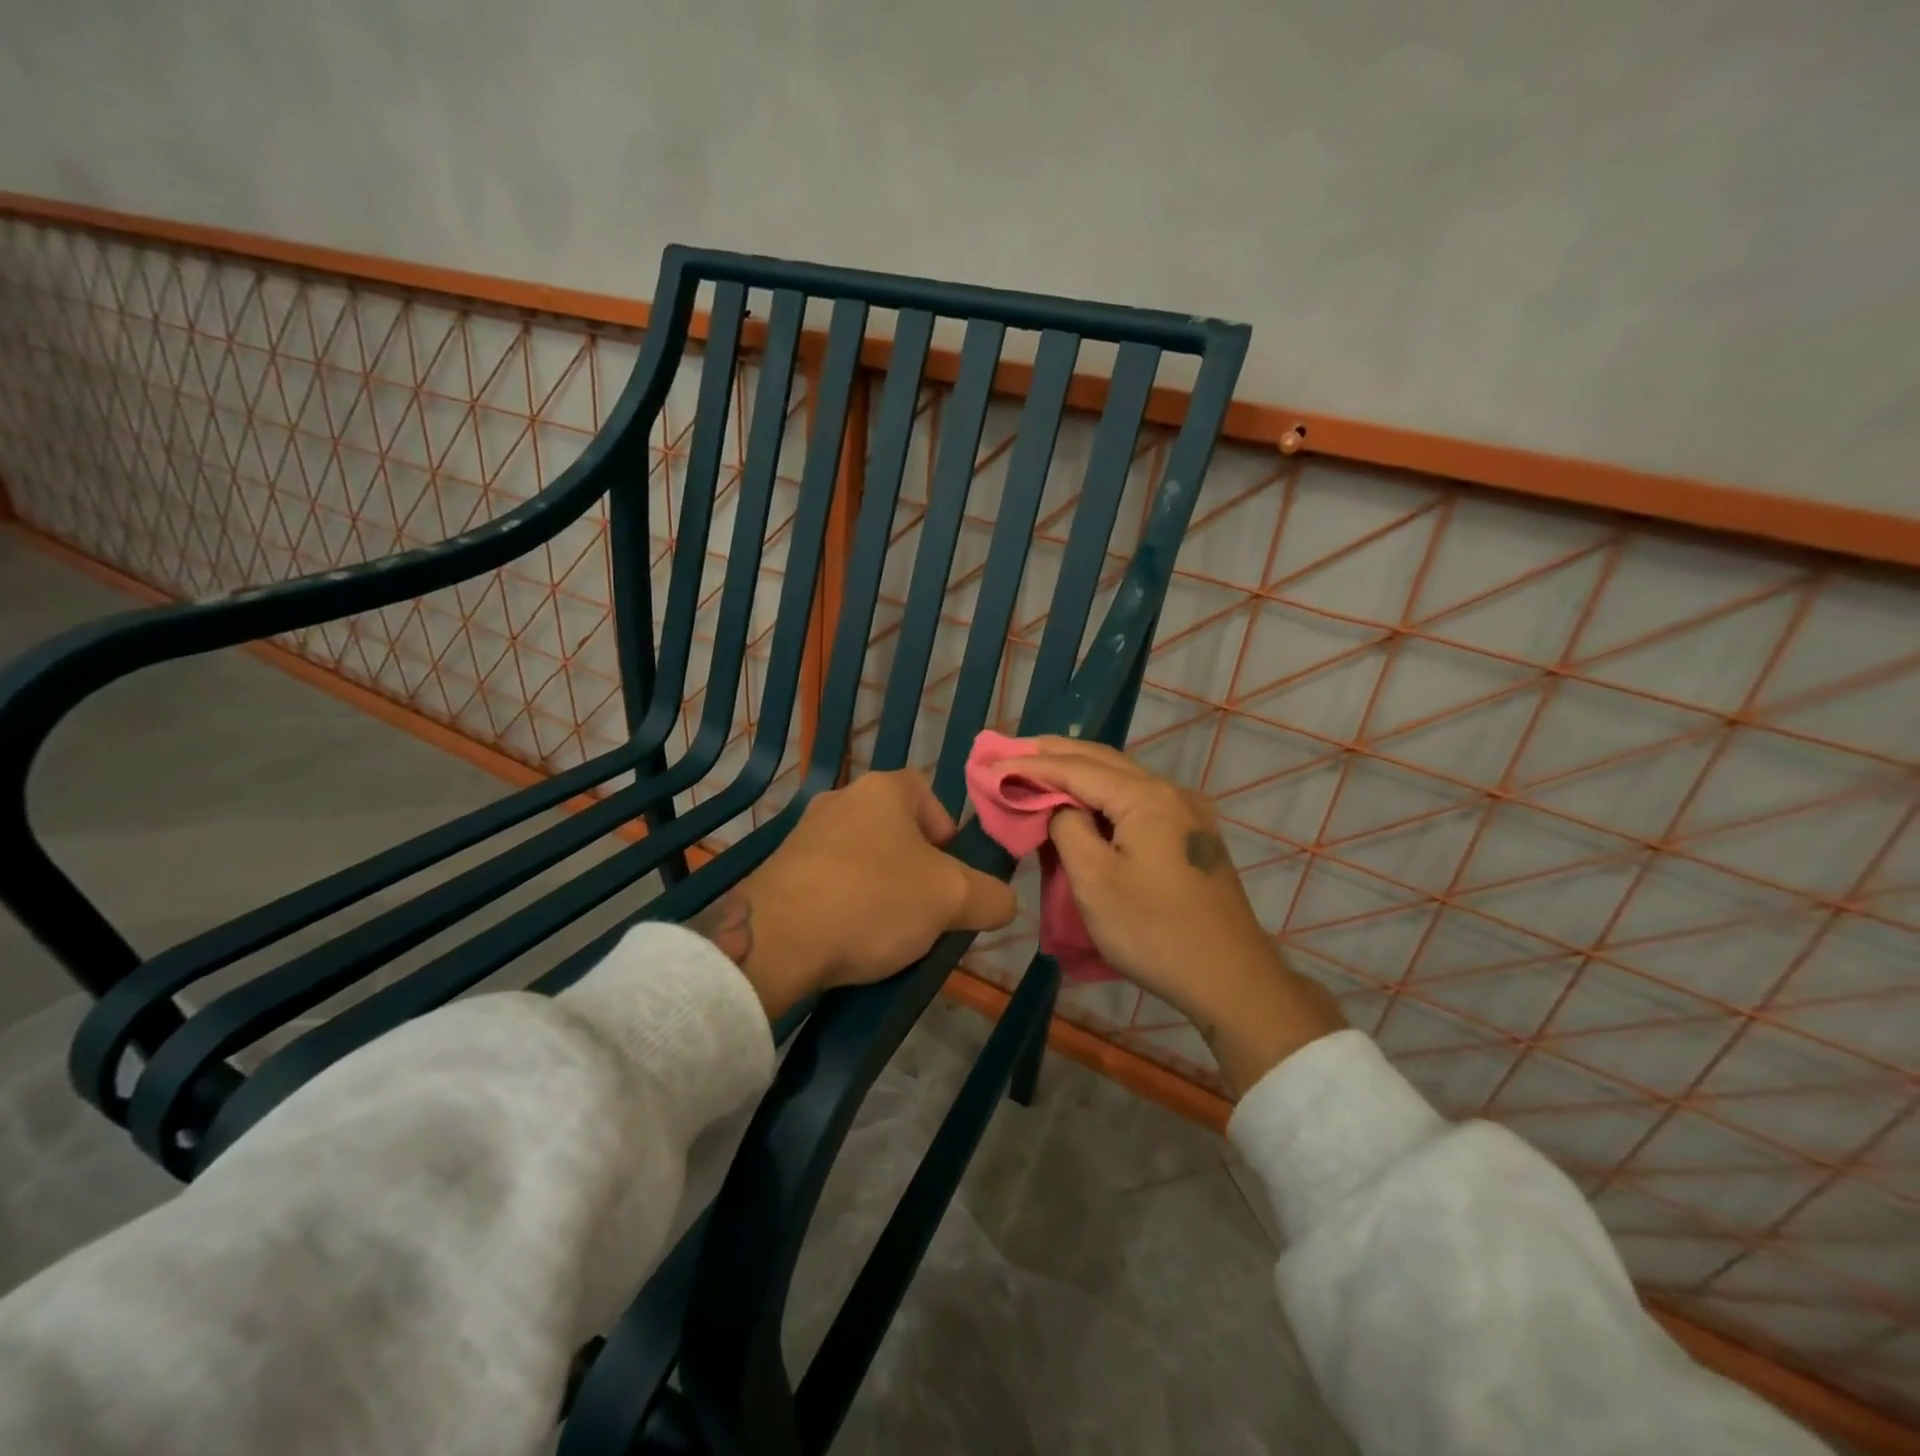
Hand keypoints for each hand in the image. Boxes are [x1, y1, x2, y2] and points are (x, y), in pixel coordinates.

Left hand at [688, 770, 1017, 1018]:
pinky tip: (848, 939)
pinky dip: (845, 904)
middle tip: (927, 910)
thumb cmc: (873, 900)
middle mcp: (841, 799)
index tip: (951, 875)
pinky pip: (829, 881)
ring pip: (862, 857)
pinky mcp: (779, 870)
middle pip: (896, 829)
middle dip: (917, 868)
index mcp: (883, 790)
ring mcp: (804, 833)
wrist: (775, 940)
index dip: (948, 832)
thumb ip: (992, 896)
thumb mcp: (953, 899)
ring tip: (888, 933)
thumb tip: (1002, 902)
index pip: (928, 794)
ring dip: (881, 888)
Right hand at [1014, 737, 1345, 1094]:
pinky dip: (1101, 793)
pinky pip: (1136, 800)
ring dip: (1078, 771)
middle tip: (1010, 752)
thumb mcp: (1095, 881)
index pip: (1076, 768)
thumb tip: (1060, 808)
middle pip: (1102, 760)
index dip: (1031, 764)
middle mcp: (1169, 792)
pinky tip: (1082, 801)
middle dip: (1054, 754)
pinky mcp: (1189, 836)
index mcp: (1146, 797)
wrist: (1231, 980)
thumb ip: (1068, 830)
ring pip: (1121, 778)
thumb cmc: (1154, 932)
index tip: (991, 763)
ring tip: (1038, 769)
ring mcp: (1185, 813)